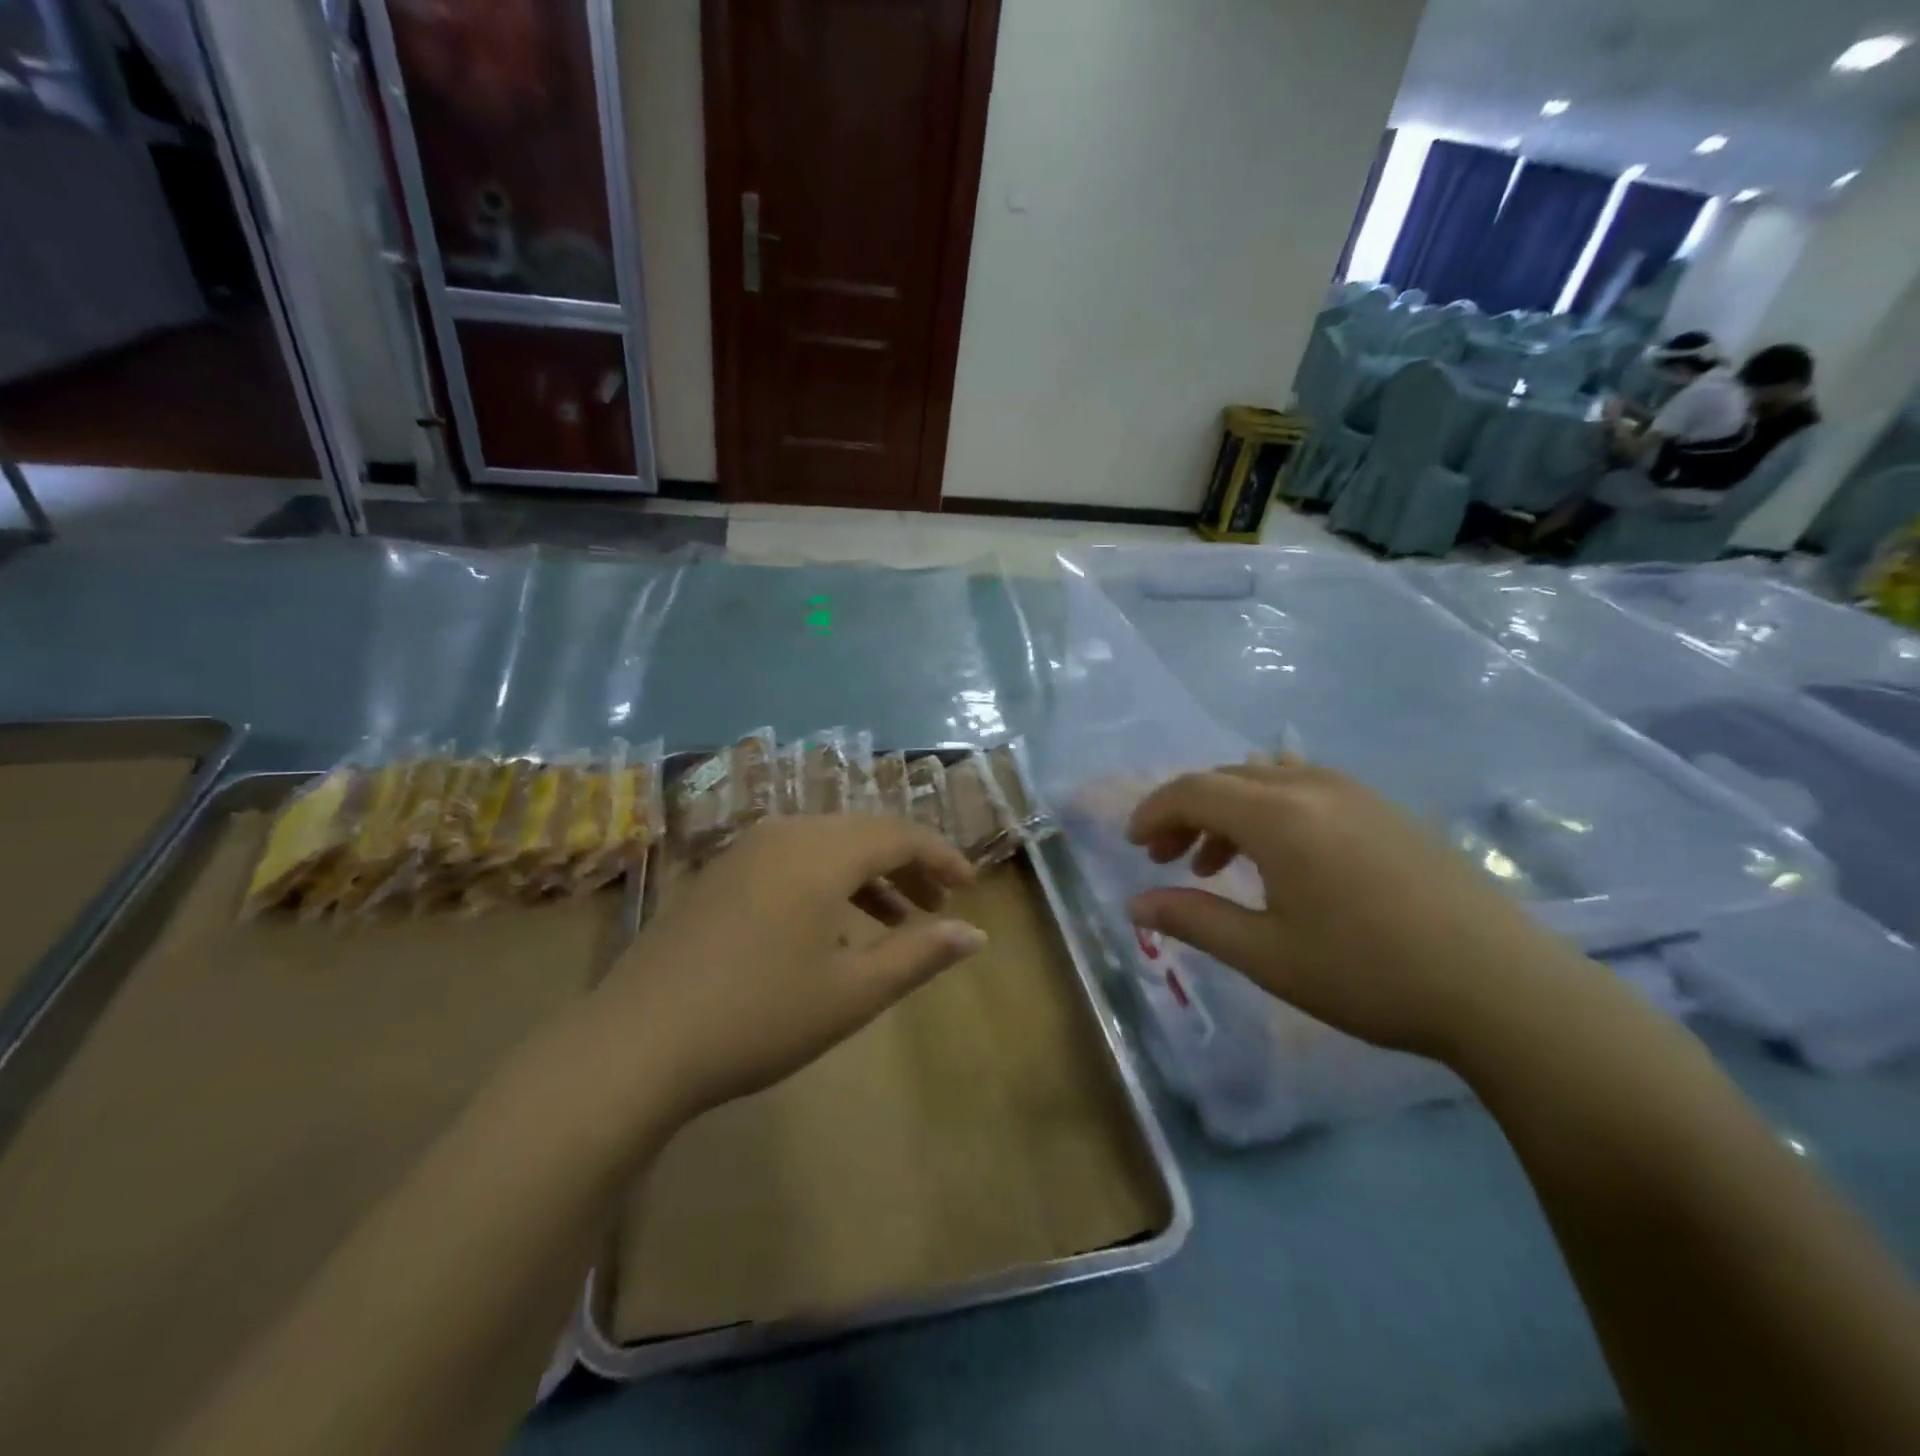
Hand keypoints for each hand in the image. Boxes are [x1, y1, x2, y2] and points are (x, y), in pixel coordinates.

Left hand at [596, 817, 984, 1122]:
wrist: (635, 1044)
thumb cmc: (759, 1016)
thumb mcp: (853, 992)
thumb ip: (920, 954)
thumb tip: (975, 933)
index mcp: (820, 850)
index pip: (899, 834)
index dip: (940, 856)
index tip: (970, 886)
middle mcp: (783, 834)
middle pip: (862, 833)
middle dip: (907, 865)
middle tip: (937, 906)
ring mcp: (744, 852)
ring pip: (825, 846)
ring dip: (867, 876)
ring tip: (895, 920)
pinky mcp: (717, 876)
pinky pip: (790, 861)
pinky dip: (826, 883)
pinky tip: (831, 930)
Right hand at [1126, 761, 1587, 1059]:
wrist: (1502, 989)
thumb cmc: (1370, 974)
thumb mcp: (1267, 955)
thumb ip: (1194, 920)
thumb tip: (1135, 904)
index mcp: (1279, 816)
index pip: (1194, 790)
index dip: (1153, 811)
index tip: (1132, 845)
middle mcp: (1313, 787)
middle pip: (1226, 778)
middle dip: (1185, 810)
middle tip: (1165, 858)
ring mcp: (1356, 792)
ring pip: (1266, 778)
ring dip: (1228, 809)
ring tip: (1217, 861)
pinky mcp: (1386, 809)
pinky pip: (1306, 786)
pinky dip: (1270, 808)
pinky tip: (1280, 853)